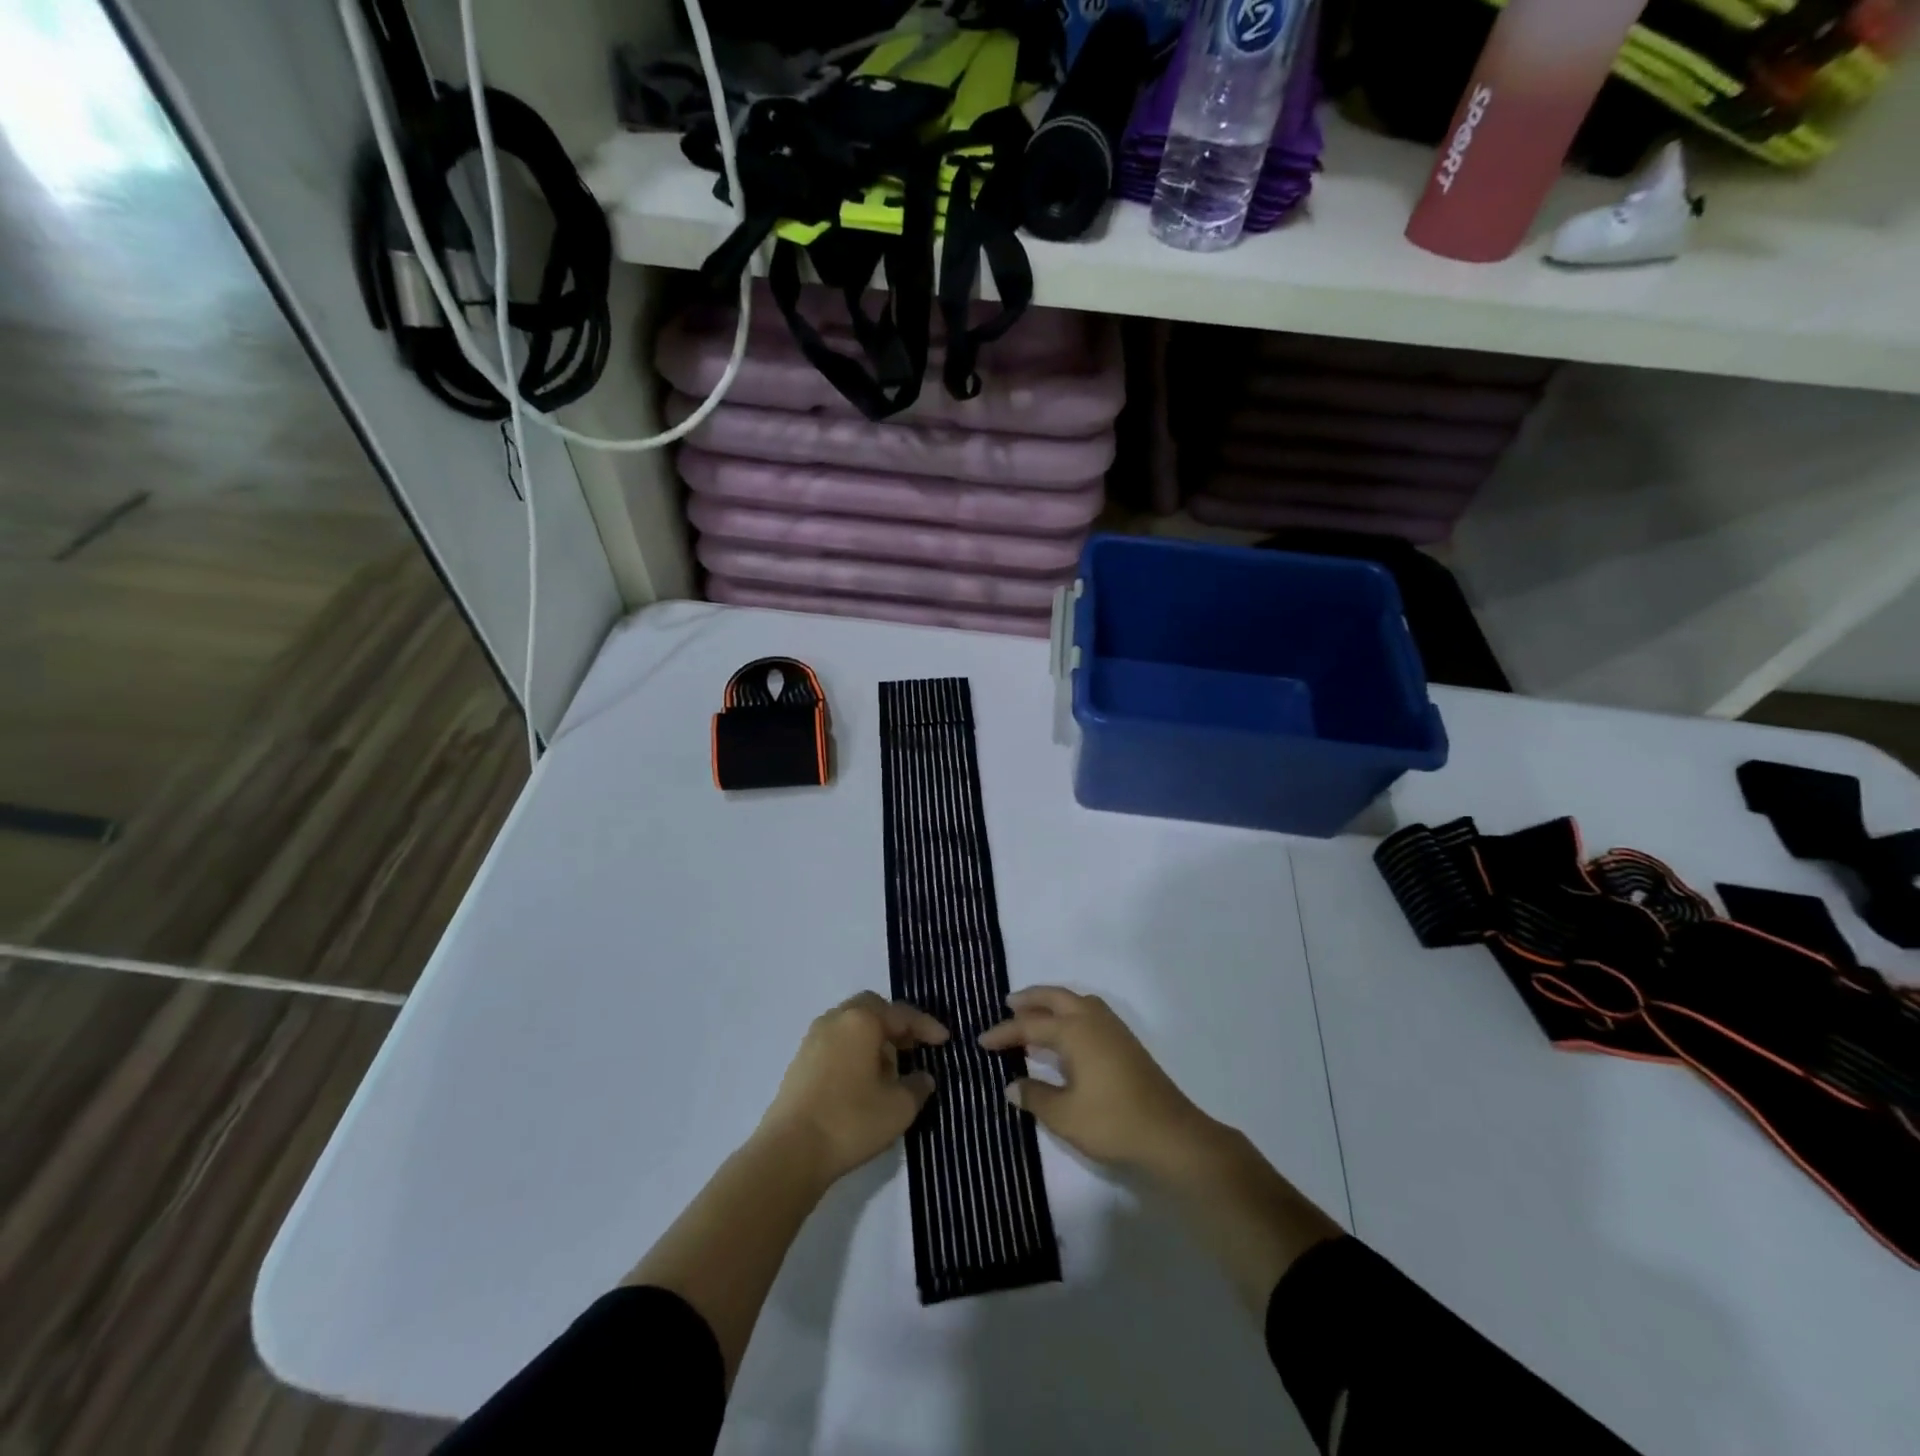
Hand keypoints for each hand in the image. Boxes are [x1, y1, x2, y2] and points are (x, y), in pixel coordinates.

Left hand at [757, 992, 947, 1184]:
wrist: (789, 1152)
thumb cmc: (851, 1121)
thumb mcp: (898, 1107)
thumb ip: (917, 1087)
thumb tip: (922, 1077)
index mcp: (862, 1020)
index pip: (901, 1014)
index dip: (926, 1027)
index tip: (944, 1040)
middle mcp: (836, 1019)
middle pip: (872, 1009)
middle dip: (896, 1025)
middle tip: (913, 1046)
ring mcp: (813, 1039)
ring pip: (851, 1025)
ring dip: (874, 1038)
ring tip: (890, 1067)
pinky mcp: (800, 1061)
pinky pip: (836, 1042)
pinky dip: (855, 1050)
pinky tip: (863, 1080)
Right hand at [978, 986, 1211, 1173]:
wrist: (1170, 1135)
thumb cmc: (1112, 1122)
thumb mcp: (1064, 1115)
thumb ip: (1034, 1096)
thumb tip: (1012, 1085)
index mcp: (1075, 1030)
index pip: (1030, 1025)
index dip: (1004, 1032)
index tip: (982, 1041)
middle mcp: (1093, 1019)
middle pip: (1056, 997)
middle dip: (1030, 998)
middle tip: (1007, 1004)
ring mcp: (1113, 1029)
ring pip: (1076, 1001)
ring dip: (1052, 1002)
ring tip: (1034, 1014)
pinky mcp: (1125, 1042)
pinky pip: (1089, 1012)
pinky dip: (1070, 1012)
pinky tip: (1066, 1034)